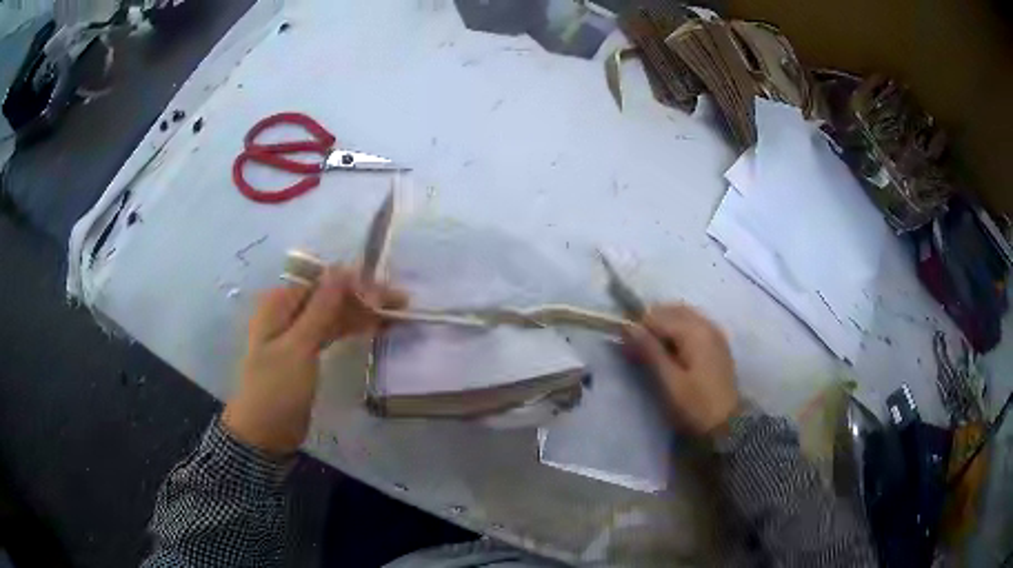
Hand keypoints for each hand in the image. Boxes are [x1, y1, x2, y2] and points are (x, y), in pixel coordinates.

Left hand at [222, 266, 406, 453]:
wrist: (266, 433)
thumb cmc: (277, 388)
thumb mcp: (298, 347)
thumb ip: (321, 308)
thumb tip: (340, 269)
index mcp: (279, 303)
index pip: (322, 281)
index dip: (354, 282)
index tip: (385, 291)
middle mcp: (287, 312)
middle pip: (329, 297)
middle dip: (362, 298)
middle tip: (400, 303)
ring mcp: (296, 334)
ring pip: (333, 315)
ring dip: (361, 314)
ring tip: (396, 316)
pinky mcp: (306, 354)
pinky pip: (331, 333)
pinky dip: (351, 330)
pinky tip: (375, 329)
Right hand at [625, 304, 739, 435]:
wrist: (728, 425)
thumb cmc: (695, 405)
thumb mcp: (669, 382)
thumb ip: (649, 351)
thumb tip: (627, 326)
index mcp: (694, 331)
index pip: (657, 316)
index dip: (638, 329)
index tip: (625, 348)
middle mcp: (706, 324)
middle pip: (671, 311)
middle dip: (652, 324)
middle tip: (637, 349)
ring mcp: (715, 333)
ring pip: (683, 315)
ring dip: (665, 326)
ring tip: (653, 350)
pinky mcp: (718, 343)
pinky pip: (694, 324)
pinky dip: (679, 330)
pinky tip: (673, 350)